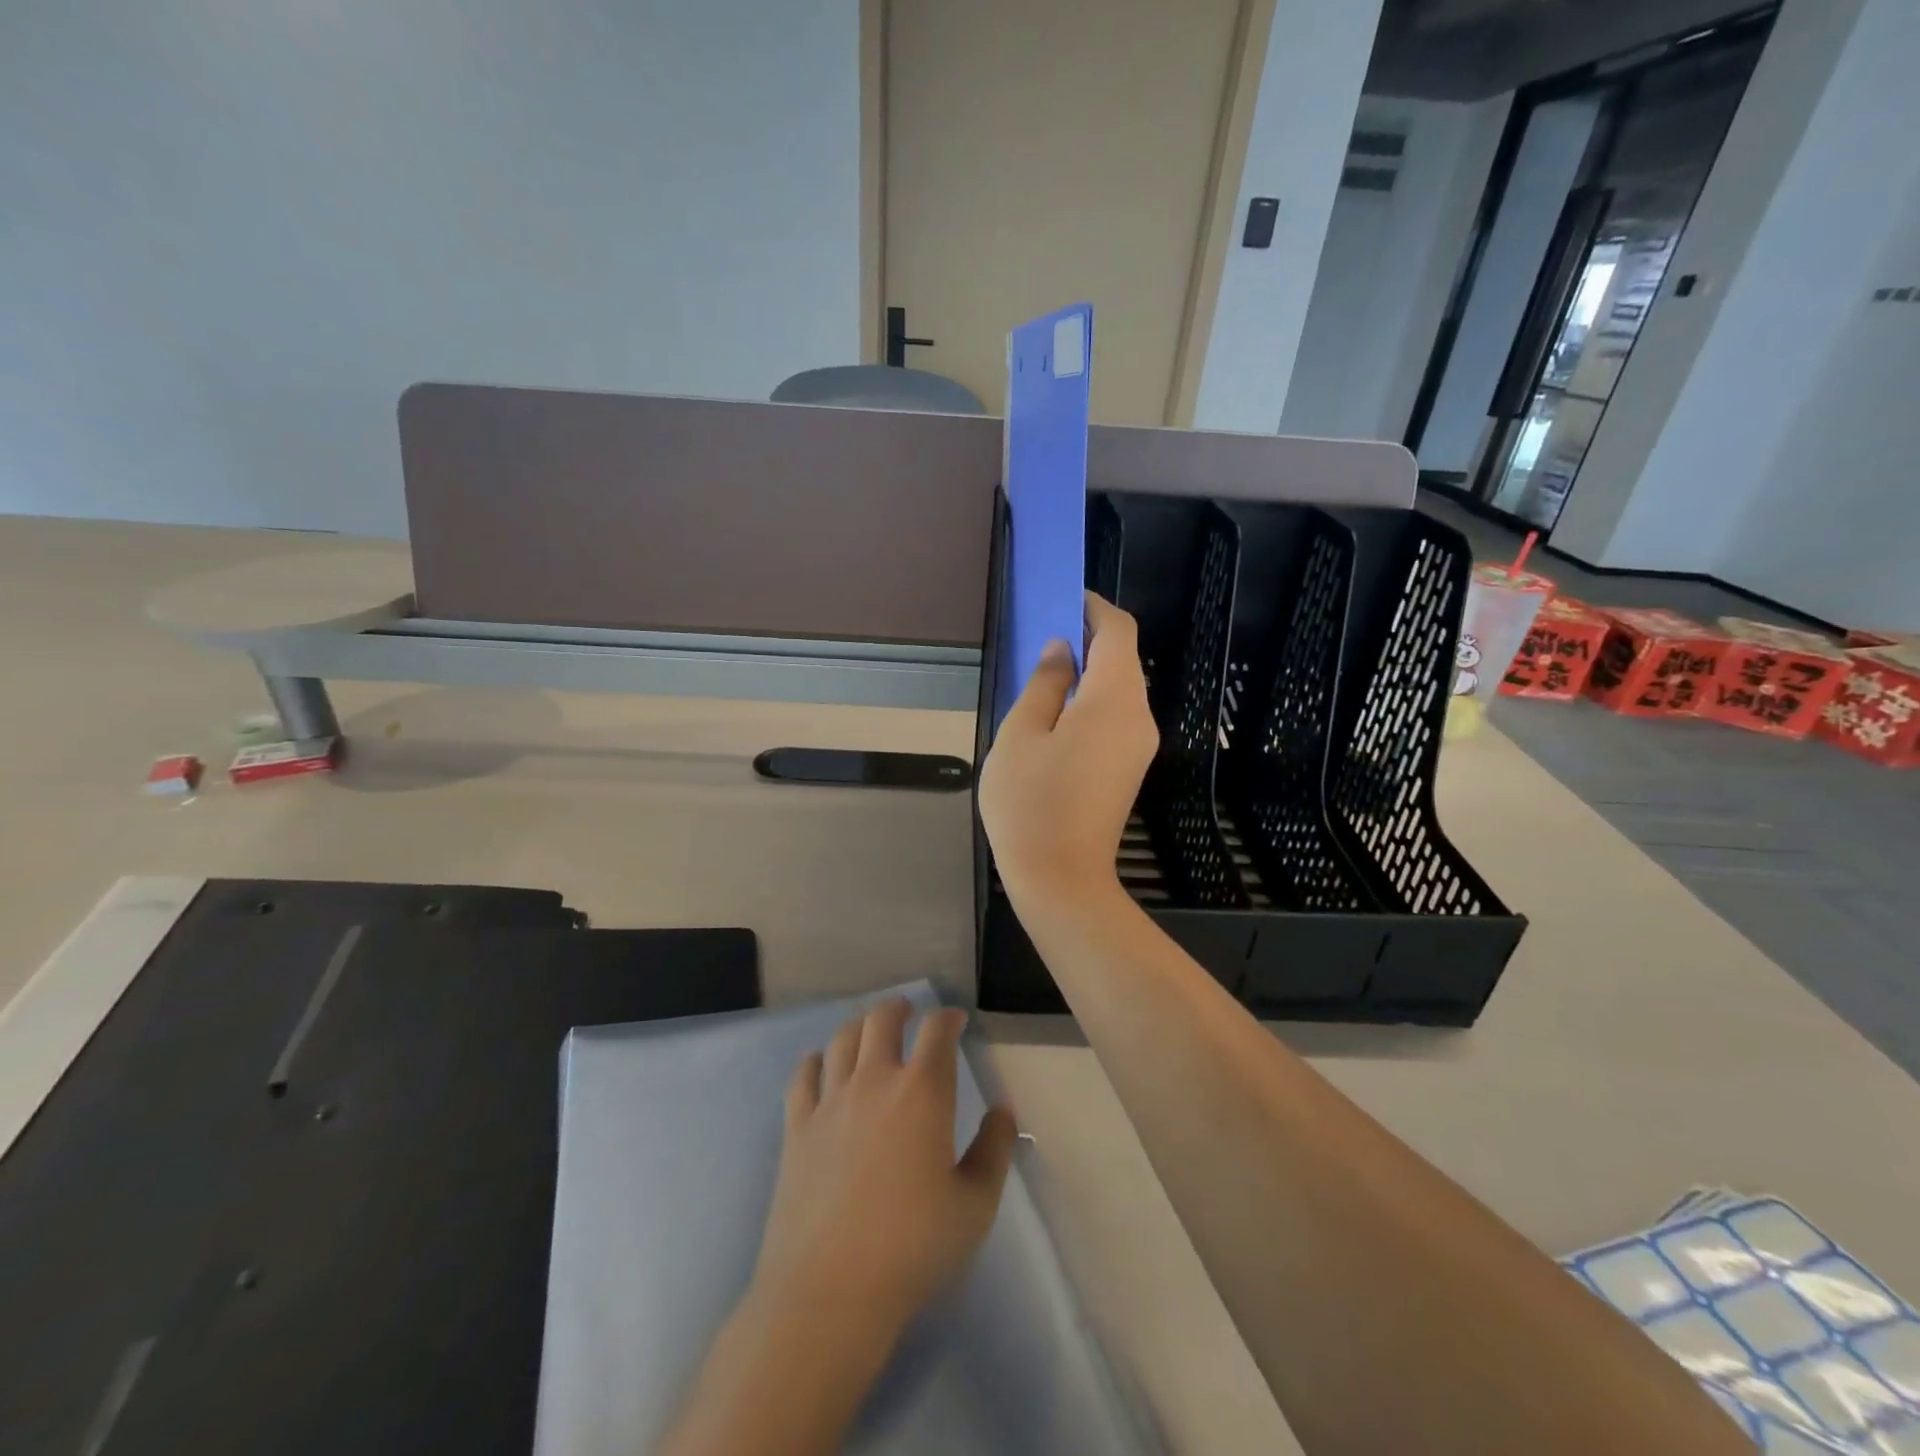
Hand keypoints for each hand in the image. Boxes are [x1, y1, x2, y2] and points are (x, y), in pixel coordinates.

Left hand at [751, 999, 1018, 1344]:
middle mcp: (874, 1081)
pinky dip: (816, 1060)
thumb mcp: (976, 1204)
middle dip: (899, 1009)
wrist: (828, 1291)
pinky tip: (821, 1064)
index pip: (937, 1032)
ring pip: (842, 1039)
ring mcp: (829, 1101)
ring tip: (868, 1030)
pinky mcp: (796, 1126)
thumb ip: (995, 1149)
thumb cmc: (913, 1247)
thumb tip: (1002, 1109)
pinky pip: (803, 1076)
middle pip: (882, 1020)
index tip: (956, 1021)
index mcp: (922, 1092)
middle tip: (908, 1012)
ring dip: (860, 1026)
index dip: (948, 1018)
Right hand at [979, 592, 1159, 904]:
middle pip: (1123, 659)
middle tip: (1041, 636)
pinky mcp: (1130, 767)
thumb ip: (1044, 683)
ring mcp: (1138, 745)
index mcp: (1114, 699)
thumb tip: (1061, 649)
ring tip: (1042, 675)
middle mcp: (1138, 716)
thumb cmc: (1030, 803)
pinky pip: (1116, 716)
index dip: (1093, 607)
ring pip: (1119, 688)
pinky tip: (1056, 714)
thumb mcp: (1021, 734)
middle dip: (1087, 638)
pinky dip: (1091, 699)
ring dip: (1088, 671)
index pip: (1118, 631)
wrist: (1061, 880)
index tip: (1062, 598)